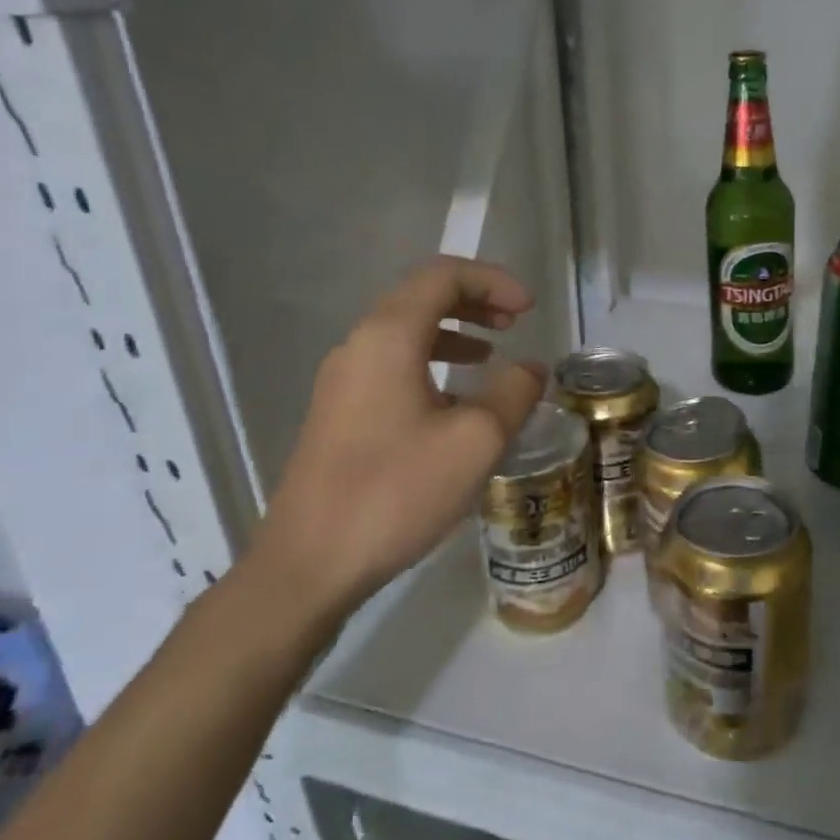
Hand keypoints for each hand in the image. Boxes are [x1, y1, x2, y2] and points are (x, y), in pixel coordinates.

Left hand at [252, 256, 545, 620]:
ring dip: (453, 332)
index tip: (529, 310)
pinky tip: (455, 402)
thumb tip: (530, 369)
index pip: (442, 276)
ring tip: (491, 354)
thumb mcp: (476, 440)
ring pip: (405, 332)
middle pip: (421, 297)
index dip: (493, 281)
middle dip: (474, 301)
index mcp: (388, 337)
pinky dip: (431, 363)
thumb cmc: (396, 491)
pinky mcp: (339, 413)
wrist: (309, 563)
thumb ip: (513, 392)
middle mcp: (359, 346)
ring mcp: (343, 381)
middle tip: (515, 323)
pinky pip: (391, 365)